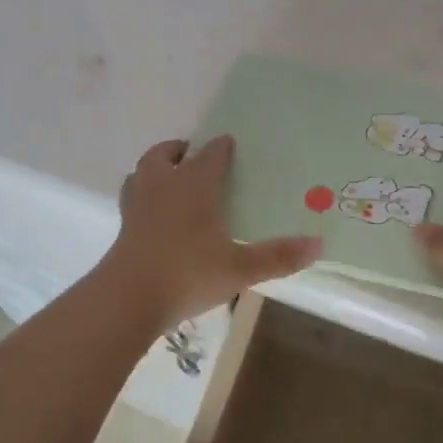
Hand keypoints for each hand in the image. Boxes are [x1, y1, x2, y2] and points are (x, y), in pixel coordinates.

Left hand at [103, 136, 322, 332]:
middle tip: (192, 154)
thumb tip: (319, 244)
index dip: (221, 148)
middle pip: (165, 155)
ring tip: (168, 177)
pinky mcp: (123, 228)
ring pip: (141, 173)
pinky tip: (153, 215)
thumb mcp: (240, 269)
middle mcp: (162, 186)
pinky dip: (142, 196)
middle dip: (179, 150)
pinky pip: (132, 199)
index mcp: (193, 186)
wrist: (128, 298)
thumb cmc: (188, 274)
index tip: (230, 144)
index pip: (209, 155)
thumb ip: (278, 256)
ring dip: (154, 168)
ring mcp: (137, 206)